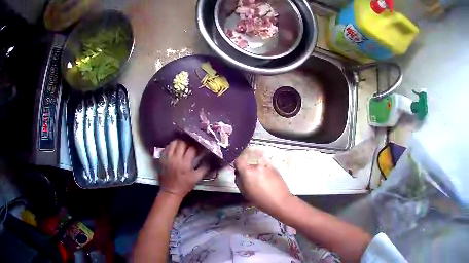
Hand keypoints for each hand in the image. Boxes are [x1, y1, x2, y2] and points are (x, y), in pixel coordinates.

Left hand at [159, 140, 209, 197]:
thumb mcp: (196, 178)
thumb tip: (209, 158)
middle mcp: (175, 158)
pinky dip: (171, 146)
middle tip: (192, 144)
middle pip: (182, 143)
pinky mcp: (161, 158)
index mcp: (185, 163)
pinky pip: (166, 147)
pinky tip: (175, 149)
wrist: (170, 191)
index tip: (200, 146)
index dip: (197, 146)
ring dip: (179, 142)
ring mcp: (167, 157)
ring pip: (173, 143)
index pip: (192, 148)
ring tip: (183, 145)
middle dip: (188, 142)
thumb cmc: (184, 185)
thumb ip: (204, 168)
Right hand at [234, 149, 292, 214]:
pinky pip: (266, 169)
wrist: (280, 201)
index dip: (238, 165)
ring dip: (257, 172)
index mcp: (248, 171)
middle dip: (248, 171)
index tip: (239, 171)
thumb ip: (239, 180)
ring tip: (262, 183)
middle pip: (249, 165)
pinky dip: (265, 173)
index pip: (239, 160)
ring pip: (258, 167)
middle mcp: (257, 165)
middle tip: (251, 182)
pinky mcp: (275, 168)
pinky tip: (269, 183)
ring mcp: (267, 166)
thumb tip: (238, 173)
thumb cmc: (260, 200)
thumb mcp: (245, 193)